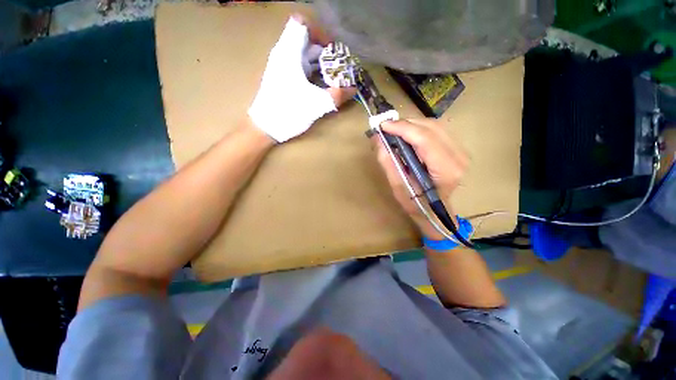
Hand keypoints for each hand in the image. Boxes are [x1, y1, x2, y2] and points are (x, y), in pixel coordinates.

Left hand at [248, 15, 355, 142]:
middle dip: (326, 53)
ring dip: (321, 64)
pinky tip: (322, 86)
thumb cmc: (288, 112)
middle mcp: (284, 55)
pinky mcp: (283, 78)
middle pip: (307, 41)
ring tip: (334, 78)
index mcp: (289, 53)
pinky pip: (301, 67)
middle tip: (339, 68)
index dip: (320, 32)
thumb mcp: (316, 104)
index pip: (302, 24)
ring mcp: (282, 67)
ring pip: (304, 55)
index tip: (332, 50)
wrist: (265, 127)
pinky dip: (313, 72)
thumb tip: (353, 89)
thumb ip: (336, 96)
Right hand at [372, 119, 468, 238]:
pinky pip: (438, 130)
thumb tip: (378, 139)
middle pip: (432, 127)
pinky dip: (420, 129)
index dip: (403, 128)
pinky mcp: (458, 149)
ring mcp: (461, 152)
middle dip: (406, 124)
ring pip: (435, 125)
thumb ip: (388, 162)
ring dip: (412, 125)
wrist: (436, 212)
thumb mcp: (398, 186)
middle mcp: (458, 157)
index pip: (425, 139)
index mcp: (445, 170)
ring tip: (394, 131)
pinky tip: (408, 135)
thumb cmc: (416, 205)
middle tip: (386, 128)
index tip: (383, 125)